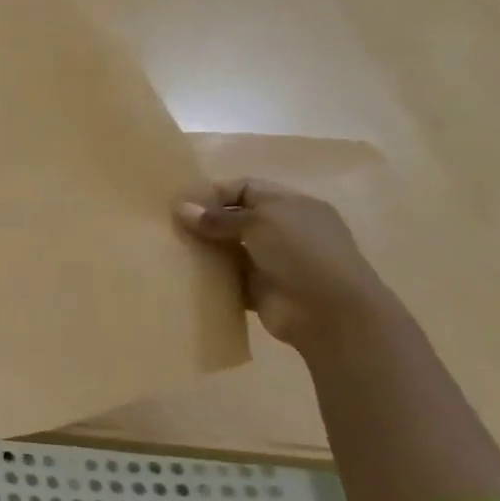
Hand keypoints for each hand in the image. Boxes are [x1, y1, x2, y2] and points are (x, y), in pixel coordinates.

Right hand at [176, 179, 388, 348]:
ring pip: (229, 248)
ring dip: (205, 248)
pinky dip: (209, 276)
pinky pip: (228, 277)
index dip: (216, 192)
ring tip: (171, 247)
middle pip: (236, 218)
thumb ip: (219, 216)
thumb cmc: (302, 253)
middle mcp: (283, 230)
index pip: (247, 188)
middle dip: (205, 221)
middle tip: (170, 225)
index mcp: (292, 206)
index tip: (183, 203)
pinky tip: (184, 273)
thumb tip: (181, 209)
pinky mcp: (260, 289)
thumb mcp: (261, 222)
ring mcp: (272, 261)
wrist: (329, 312)